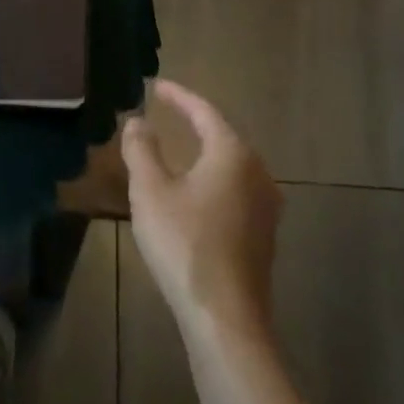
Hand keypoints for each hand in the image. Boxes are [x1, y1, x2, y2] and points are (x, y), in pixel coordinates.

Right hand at [123, 79, 280, 346]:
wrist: (225, 317)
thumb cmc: (184, 244)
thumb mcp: (151, 191)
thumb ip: (142, 149)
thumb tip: (137, 121)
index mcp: (232, 154)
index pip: (204, 112)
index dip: (179, 96)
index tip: (157, 86)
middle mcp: (258, 173)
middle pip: (223, 136)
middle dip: (195, 122)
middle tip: (168, 111)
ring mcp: (266, 206)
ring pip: (231, 165)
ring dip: (205, 152)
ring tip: (180, 147)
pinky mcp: (263, 234)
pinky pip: (235, 190)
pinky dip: (213, 178)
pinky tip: (195, 191)